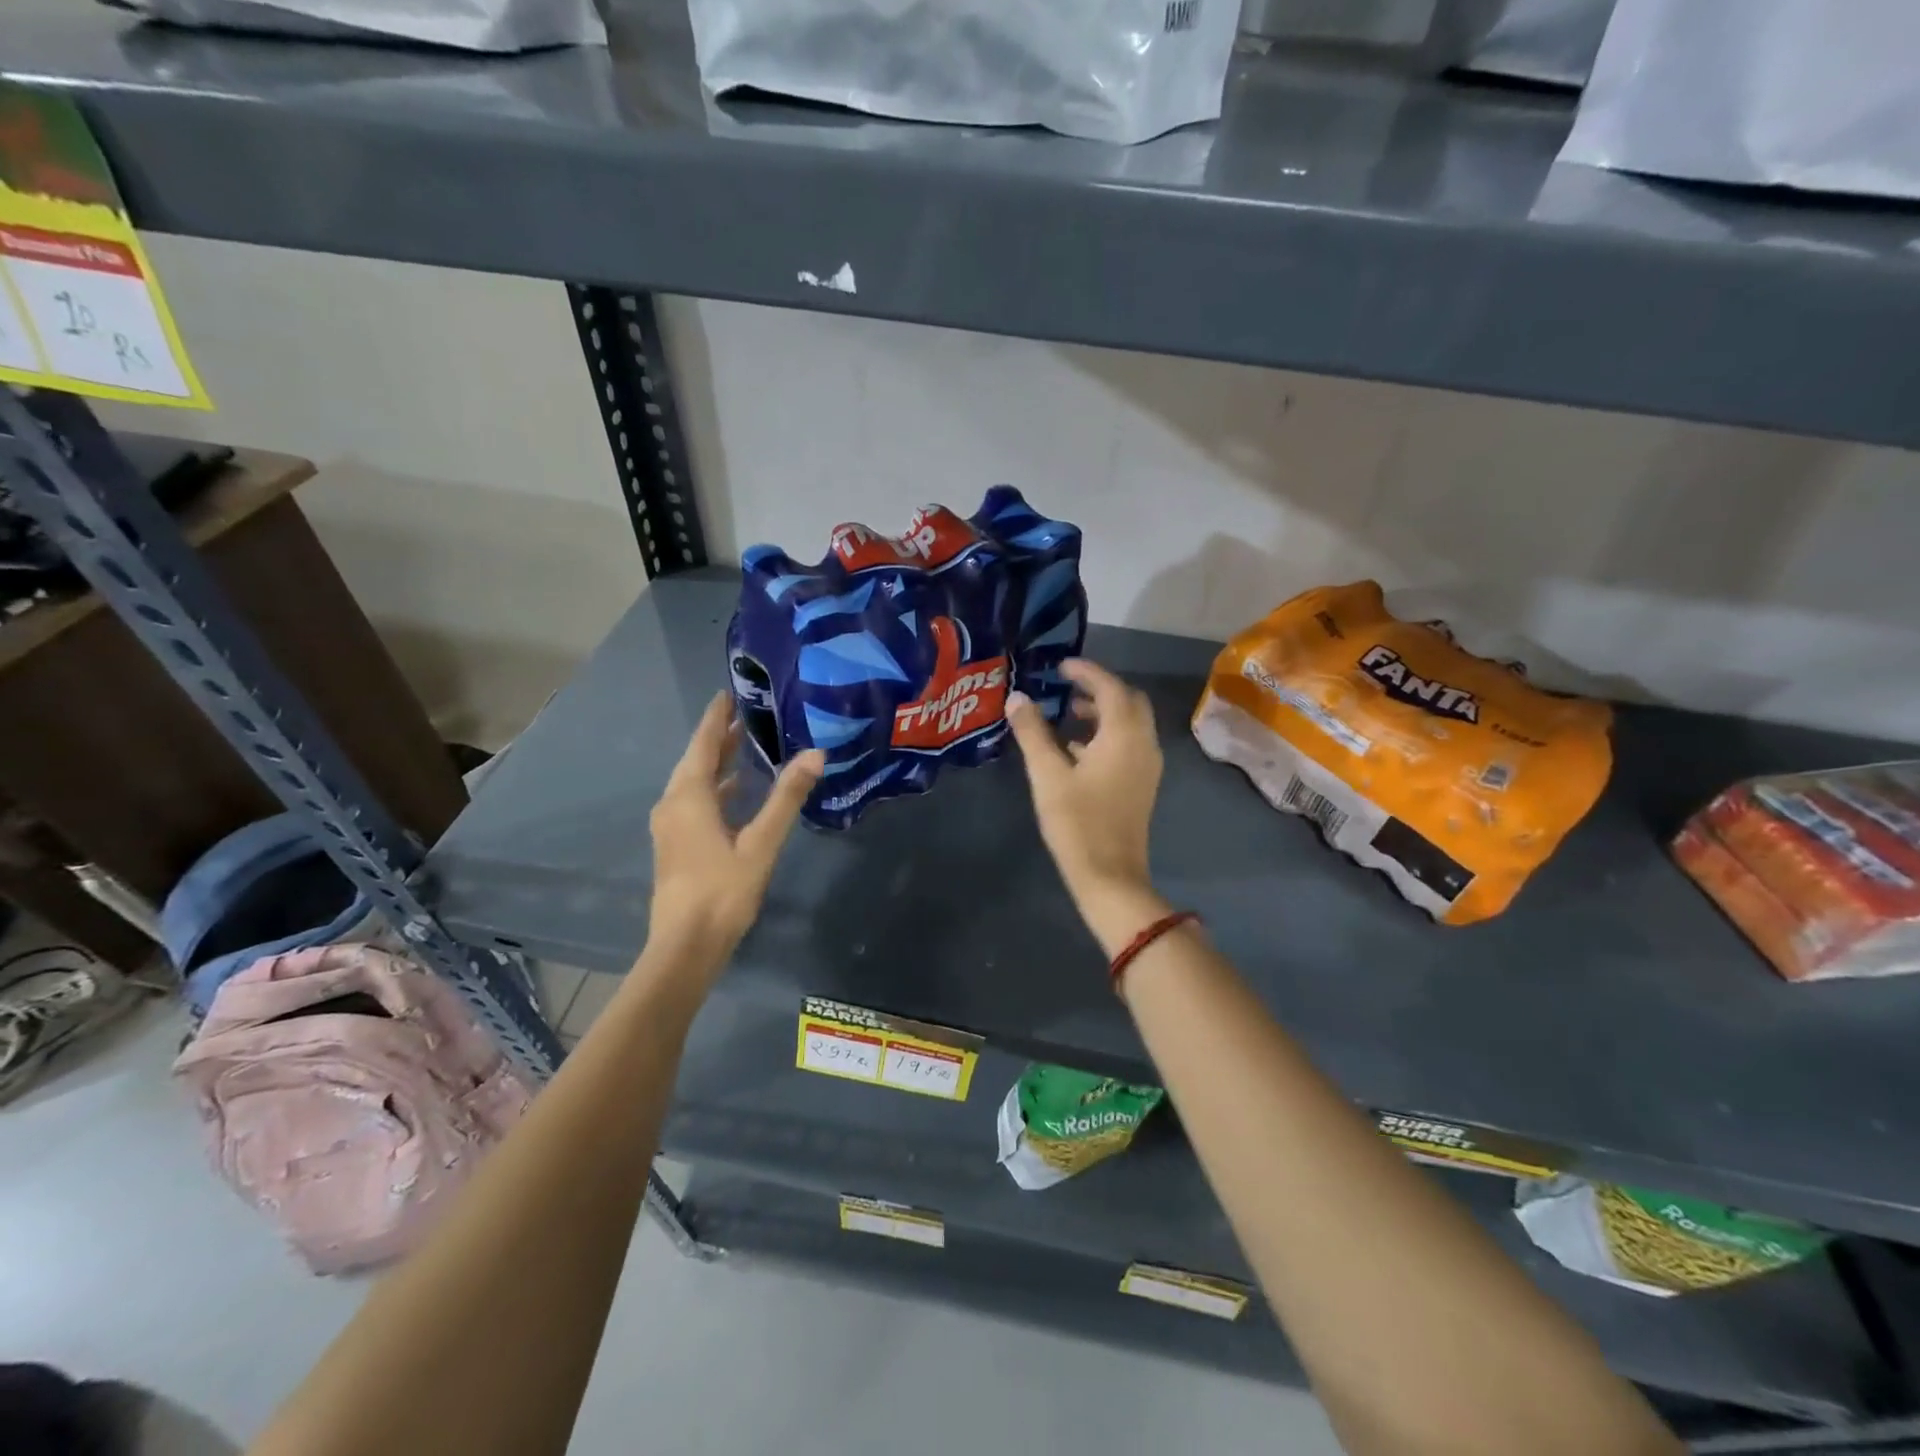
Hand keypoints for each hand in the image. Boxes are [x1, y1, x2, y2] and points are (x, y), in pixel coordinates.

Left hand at [648, 693, 823, 965]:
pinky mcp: (676, 846)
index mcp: (689, 797)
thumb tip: (815, 754)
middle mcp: (673, 804)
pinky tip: (737, 794)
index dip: (716, 718)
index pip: (704, 744)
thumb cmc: (723, 890)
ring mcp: (671, 827)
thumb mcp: (761, 842)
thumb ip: (787, 797)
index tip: (728, 692)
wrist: (686, 946)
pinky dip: (716, 789)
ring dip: (718, 764)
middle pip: (696, 761)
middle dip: (719, 737)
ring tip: (745, 746)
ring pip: (694, 783)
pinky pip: (695, 803)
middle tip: (745, 714)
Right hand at [1004, 660, 1169, 954]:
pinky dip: (1107, 735)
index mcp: (1124, 735)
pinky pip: (1129, 744)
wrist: (1110, 876)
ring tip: (1069, 714)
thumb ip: (1032, 733)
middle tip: (1068, 687)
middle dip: (1100, 689)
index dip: (1087, 671)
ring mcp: (1146, 766)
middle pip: (1129, 701)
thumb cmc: (1077, 822)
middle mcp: (1143, 744)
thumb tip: (1017, 698)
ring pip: (1131, 724)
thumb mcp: (1047, 774)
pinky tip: (1076, 749)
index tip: (1061, 666)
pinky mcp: (1141, 785)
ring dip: (1104, 712)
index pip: (1110, 687)